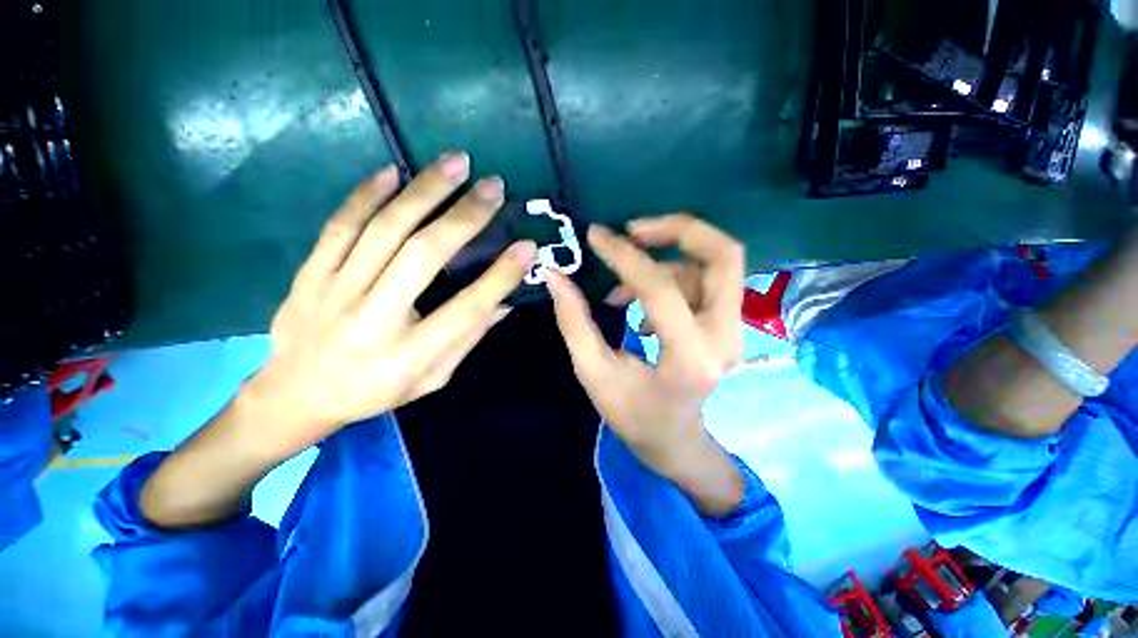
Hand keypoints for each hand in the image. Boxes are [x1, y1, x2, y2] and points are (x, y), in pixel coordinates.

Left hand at [242, 153, 535, 458]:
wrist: (294, 396)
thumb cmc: (375, 392)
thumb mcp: (432, 380)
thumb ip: (468, 340)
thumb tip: (504, 304)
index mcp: (409, 355)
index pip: (466, 308)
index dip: (500, 276)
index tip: (526, 247)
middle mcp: (373, 319)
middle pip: (423, 256)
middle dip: (464, 216)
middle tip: (493, 187)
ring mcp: (334, 291)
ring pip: (383, 229)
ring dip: (424, 191)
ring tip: (456, 163)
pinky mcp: (310, 274)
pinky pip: (339, 226)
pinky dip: (367, 194)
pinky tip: (393, 171)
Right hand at [547, 214, 745, 513]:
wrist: (674, 438)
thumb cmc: (632, 415)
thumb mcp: (594, 373)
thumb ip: (574, 322)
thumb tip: (555, 276)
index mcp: (689, 358)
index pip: (661, 289)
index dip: (625, 257)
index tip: (596, 237)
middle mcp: (724, 338)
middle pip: (723, 255)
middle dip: (678, 230)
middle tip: (633, 230)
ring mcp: (733, 330)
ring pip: (713, 265)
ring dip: (665, 260)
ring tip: (622, 288)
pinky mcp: (727, 324)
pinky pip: (704, 280)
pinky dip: (670, 276)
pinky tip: (640, 302)